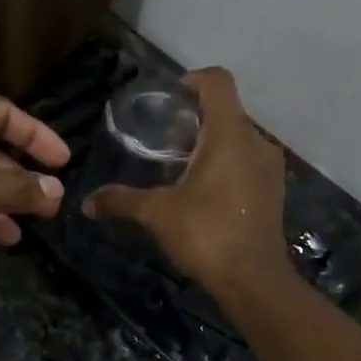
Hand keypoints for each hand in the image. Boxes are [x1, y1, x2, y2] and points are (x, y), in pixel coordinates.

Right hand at [83, 68, 289, 298]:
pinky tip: (202, 191)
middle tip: (165, 140)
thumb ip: (121, 201)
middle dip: (196, 118)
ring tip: (180, 167)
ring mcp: (269, 167)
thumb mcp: (157, 214)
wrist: (254, 281)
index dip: (193, 80)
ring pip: (238, 138)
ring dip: (211, 143)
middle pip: (227, 110)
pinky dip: (225, 164)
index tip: (170, 99)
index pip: (218, 82)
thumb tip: (87, 203)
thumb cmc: (206, 233)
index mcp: (230, 134)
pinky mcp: (273, 191)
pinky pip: (247, 161)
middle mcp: (256, 142)